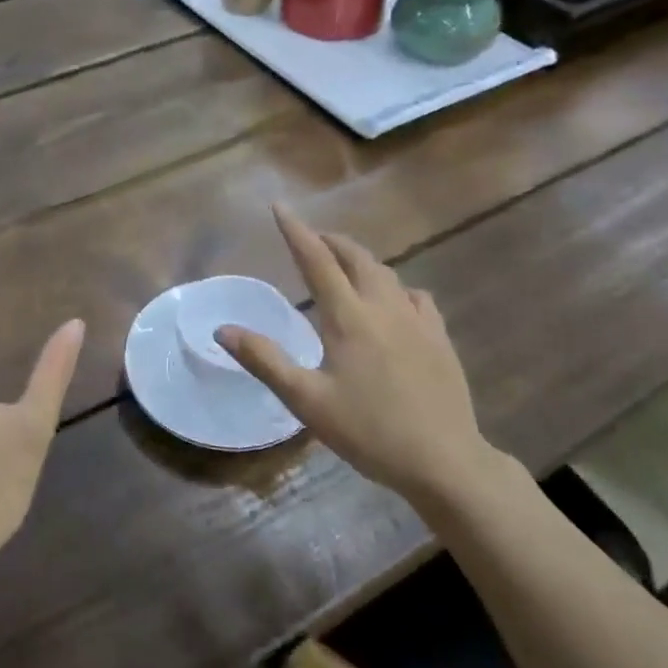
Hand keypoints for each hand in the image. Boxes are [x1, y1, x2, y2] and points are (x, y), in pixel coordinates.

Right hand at [218, 205, 499, 506]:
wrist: (445, 460)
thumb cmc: (369, 431)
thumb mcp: (307, 400)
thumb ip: (265, 360)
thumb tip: (223, 329)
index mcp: (348, 317)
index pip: (316, 260)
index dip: (296, 231)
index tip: (280, 207)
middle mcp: (383, 306)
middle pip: (355, 257)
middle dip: (330, 241)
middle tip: (311, 239)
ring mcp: (417, 320)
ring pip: (386, 272)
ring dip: (360, 259)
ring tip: (344, 264)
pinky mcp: (439, 337)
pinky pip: (415, 296)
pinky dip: (395, 286)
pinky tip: (394, 301)